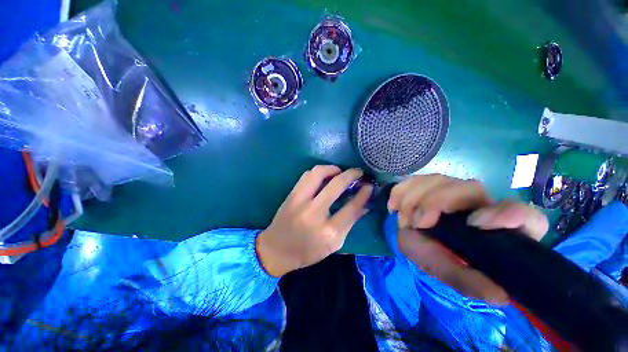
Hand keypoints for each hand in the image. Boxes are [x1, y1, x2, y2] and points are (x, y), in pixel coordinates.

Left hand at [257, 165, 372, 276]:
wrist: (277, 250)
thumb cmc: (308, 251)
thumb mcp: (334, 244)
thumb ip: (350, 222)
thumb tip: (364, 204)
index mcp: (329, 231)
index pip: (352, 206)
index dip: (364, 193)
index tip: (369, 185)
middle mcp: (314, 213)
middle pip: (337, 184)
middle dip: (351, 174)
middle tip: (358, 172)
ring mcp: (300, 201)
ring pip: (318, 173)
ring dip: (333, 169)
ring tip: (340, 172)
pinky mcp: (291, 195)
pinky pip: (307, 175)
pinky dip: (319, 172)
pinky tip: (324, 176)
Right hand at [388, 174, 548, 303]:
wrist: (412, 239)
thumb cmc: (435, 256)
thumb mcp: (449, 273)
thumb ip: (468, 281)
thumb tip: (500, 295)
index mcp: (496, 228)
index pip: (522, 215)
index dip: (504, 215)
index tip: (473, 224)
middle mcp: (479, 203)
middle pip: (470, 187)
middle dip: (436, 202)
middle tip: (417, 223)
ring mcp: (452, 189)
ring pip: (438, 180)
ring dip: (414, 199)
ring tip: (404, 220)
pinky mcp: (429, 184)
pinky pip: (414, 179)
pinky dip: (400, 192)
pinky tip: (394, 207)